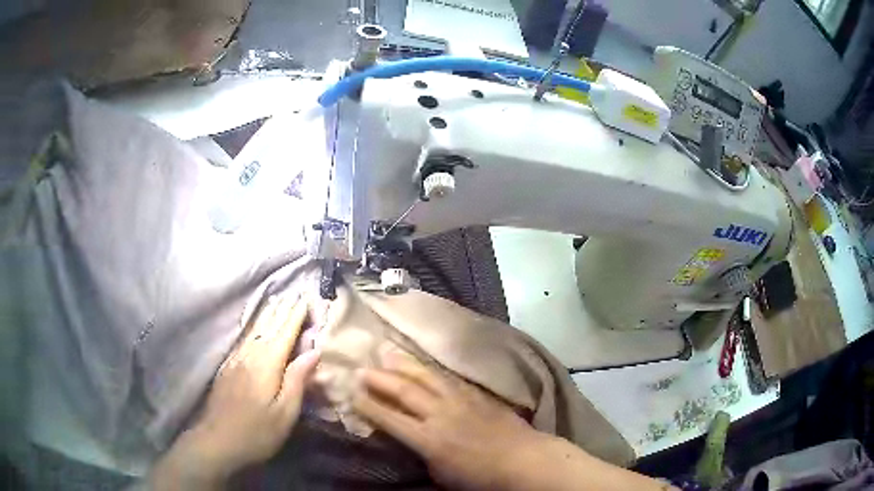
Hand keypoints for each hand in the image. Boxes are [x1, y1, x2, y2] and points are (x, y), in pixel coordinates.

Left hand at [151, 295, 320, 488]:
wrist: (217, 440)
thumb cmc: (257, 432)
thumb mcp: (285, 413)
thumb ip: (297, 380)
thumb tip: (314, 352)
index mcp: (267, 365)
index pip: (284, 334)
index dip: (295, 316)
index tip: (306, 299)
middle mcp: (250, 355)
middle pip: (268, 326)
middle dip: (282, 310)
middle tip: (294, 293)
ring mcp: (236, 360)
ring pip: (254, 330)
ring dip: (267, 314)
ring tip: (277, 300)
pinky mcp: (227, 367)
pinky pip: (244, 338)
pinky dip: (253, 326)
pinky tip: (254, 326)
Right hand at [351, 354, 543, 490]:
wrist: (522, 460)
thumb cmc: (481, 477)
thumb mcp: (442, 474)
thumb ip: (422, 453)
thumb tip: (411, 438)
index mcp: (427, 439)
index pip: (390, 418)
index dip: (368, 406)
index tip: (352, 394)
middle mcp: (439, 414)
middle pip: (404, 391)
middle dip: (380, 379)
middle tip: (361, 368)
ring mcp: (459, 400)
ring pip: (426, 376)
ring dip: (403, 364)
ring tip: (386, 352)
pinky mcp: (476, 394)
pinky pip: (448, 377)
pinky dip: (431, 370)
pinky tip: (423, 364)